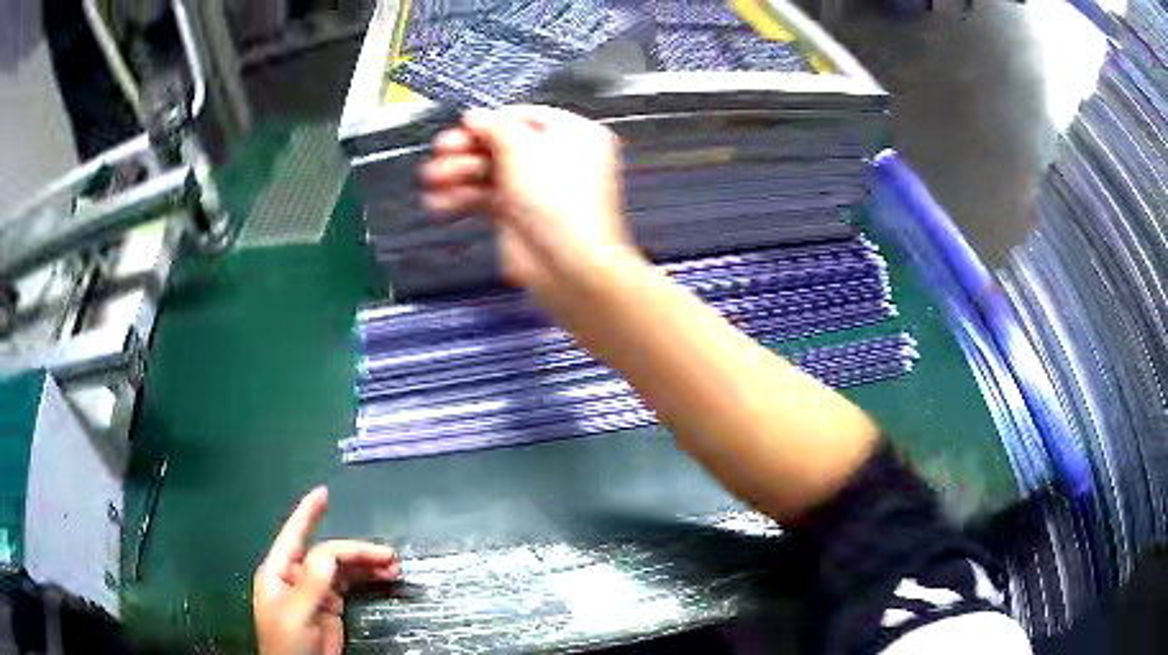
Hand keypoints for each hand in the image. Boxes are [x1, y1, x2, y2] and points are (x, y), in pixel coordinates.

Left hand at [253, 487, 398, 654]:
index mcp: (280, 571)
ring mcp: (315, 592)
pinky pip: (350, 585)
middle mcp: (297, 576)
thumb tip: (330, 553)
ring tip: (393, 567)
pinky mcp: (331, 607)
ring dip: (366, 565)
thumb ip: (312, 582)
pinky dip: (367, 579)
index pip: (294, 535)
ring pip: (342, 569)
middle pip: (328, 554)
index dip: (308, 512)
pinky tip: (384, 578)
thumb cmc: (288, 643)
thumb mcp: (296, 613)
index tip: (324, 492)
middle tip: (388, 556)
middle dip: (356, 551)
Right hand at [420, 106, 640, 303]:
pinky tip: (439, 202)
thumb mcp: (524, 150)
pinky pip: (484, 198)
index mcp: (573, 135)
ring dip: (457, 174)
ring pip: (489, 172)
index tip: (464, 127)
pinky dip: (461, 199)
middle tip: (441, 151)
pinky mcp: (517, 215)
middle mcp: (555, 159)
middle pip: (501, 144)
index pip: (524, 117)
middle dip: (466, 148)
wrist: (568, 266)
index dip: (491, 121)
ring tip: (433, 180)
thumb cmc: (562, 204)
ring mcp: (535, 188)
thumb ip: (496, 127)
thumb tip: (476, 117)